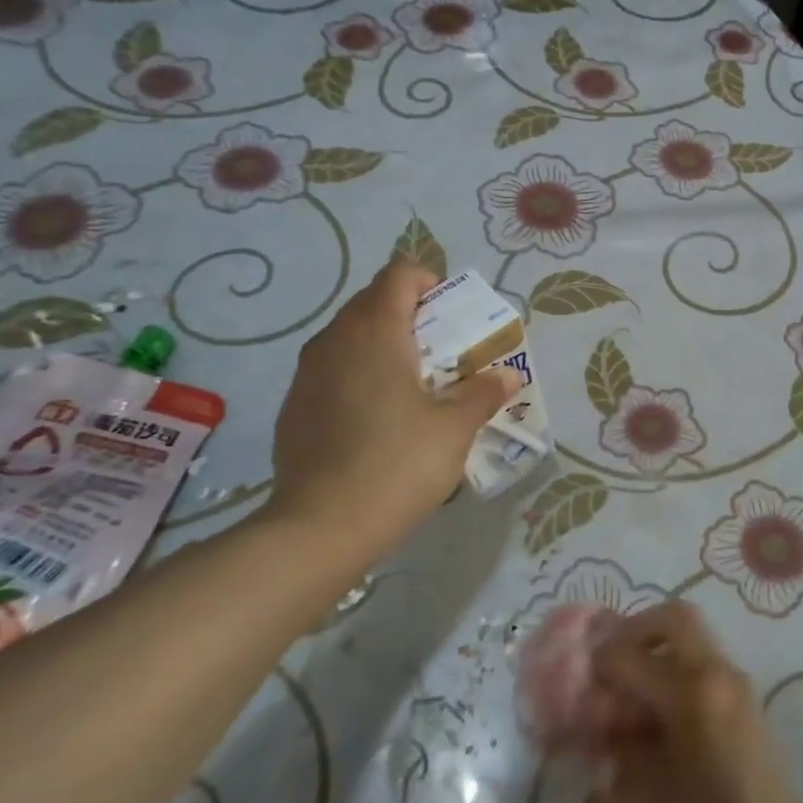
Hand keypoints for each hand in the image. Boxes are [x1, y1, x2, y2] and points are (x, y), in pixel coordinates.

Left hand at [260, 260, 518, 561]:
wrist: (321, 526)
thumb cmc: (398, 464)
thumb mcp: (455, 428)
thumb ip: (483, 393)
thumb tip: (507, 376)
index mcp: (376, 332)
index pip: (399, 275)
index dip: (430, 283)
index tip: (453, 318)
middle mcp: (335, 339)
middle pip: (374, 302)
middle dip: (412, 316)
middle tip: (443, 354)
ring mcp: (308, 373)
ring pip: (351, 337)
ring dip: (385, 346)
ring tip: (415, 387)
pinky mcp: (295, 405)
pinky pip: (333, 370)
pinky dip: (360, 375)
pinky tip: (378, 420)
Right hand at [585, 602, 802, 802]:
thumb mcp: (644, 796)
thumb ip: (616, 745)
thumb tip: (596, 716)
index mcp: (692, 688)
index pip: (628, 652)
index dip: (594, 668)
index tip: (574, 689)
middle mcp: (718, 675)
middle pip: (674, 620)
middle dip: (634, 634)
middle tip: (607, 672)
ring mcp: (736, 692)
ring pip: (689, 649)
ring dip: (654, 663)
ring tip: (626, 713)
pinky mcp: (745, 715)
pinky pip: (703, 682)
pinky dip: (674, 691)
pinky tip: (653, 742)